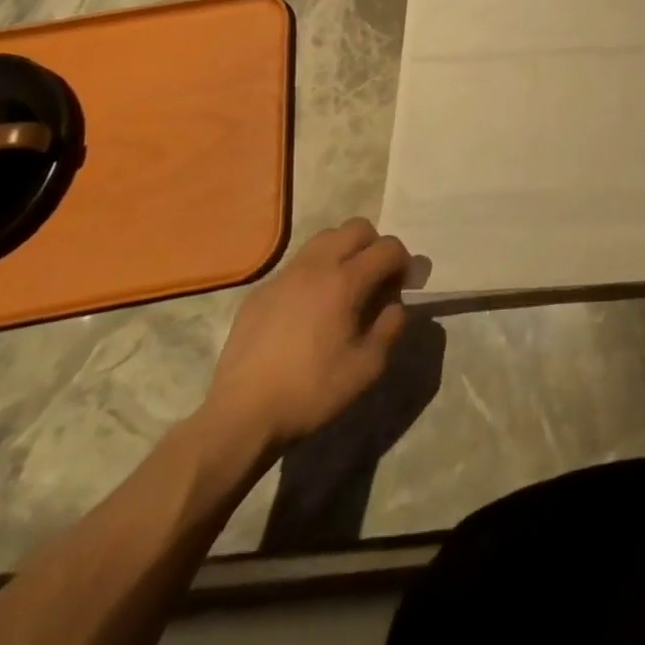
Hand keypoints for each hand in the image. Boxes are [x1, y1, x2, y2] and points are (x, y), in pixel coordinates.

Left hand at [201, 219, 410, 453]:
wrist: (240, 417)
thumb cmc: (310, 392)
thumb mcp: (367, 368)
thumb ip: (391, 327)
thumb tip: (396, 304)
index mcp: (344, 281)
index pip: (387, 247)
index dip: (404, 261)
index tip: (404, 285)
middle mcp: (315, 266)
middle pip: (356, 228)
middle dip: (375, 246)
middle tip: (376, 279)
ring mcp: (284, 275)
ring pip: (324, 238)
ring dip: (343, 251)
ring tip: (344, 286)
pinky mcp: (260, 291)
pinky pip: (296, 265)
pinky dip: (314, 273)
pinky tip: (308, 309)